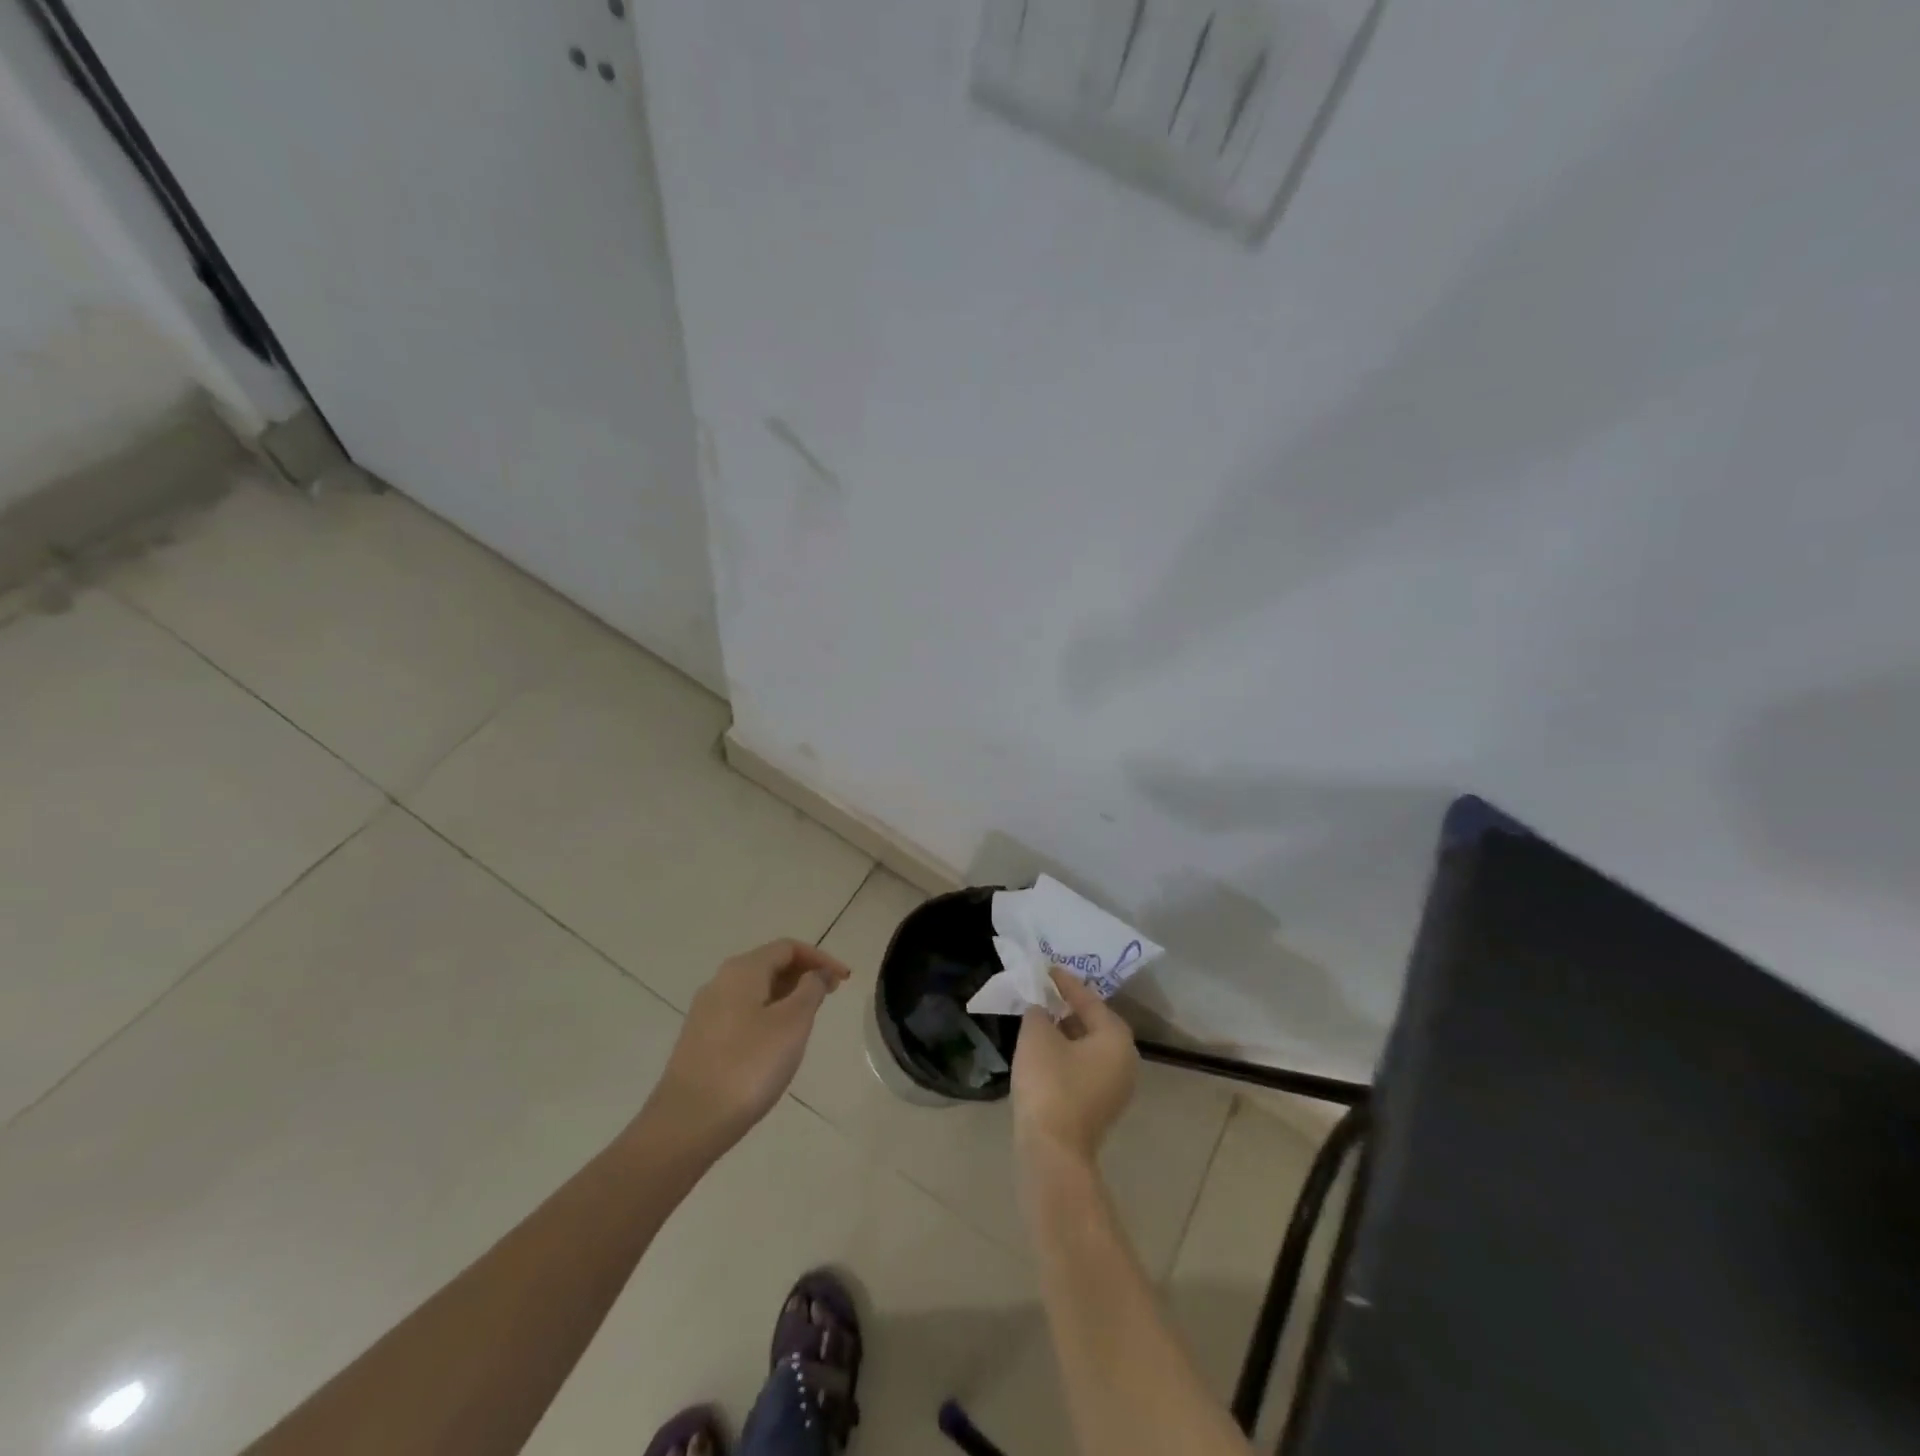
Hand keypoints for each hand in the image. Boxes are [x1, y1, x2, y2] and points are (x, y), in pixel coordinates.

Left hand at [648, 939, 851, 1144]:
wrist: (688, 1122)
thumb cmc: (748, 1066)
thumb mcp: (792, 1024)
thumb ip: (810, 990)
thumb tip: (817, 973)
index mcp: (743, 970)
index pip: (788, 947)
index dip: (820, 958)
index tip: (844, 979)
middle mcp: (720, 982)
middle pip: (769, 964)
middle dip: (803, 975)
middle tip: (831, 996)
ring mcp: (707, 1012)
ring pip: (755, 990)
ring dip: (786, 996)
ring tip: (809, 1020)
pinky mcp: (701, 1040)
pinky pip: (742, 1013)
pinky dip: (768, 1015)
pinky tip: (777, 1043)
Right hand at [1013, 966, 1138, 1164]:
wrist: (1052, 1151)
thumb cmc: (1050, 1084)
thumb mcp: (1037, 1036)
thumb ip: (1039, 1013)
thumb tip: (1041, 1010)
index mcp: (1116, 1038)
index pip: (1090, 1000)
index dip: (1065, 983)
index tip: (1048, 969)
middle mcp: (1125, 1061)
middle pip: (1095, 1024)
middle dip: (1068, 1008)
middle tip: (1045, 994)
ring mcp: (1115, 1088)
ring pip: (1089, 1048)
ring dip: (1066, 1033)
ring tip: (1040, 1020)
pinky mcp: (1100, 1108)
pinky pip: (1084, 1069)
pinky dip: (1067, 1055)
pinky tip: (1044, 1052)